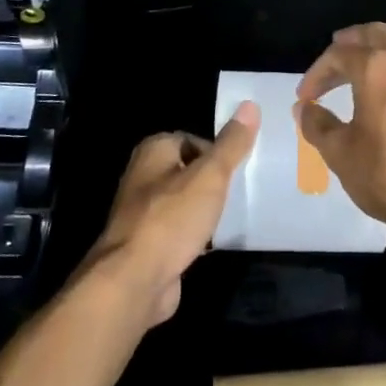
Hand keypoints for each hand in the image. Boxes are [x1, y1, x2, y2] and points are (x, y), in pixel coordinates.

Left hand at [89, 102, 259, 326]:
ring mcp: (143, 213)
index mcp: (153, 151)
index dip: (216, 152)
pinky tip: (214, 242)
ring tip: (233, 215)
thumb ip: (231, 143)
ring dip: (204, 209)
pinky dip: (196, 234)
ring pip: (184, 202)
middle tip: (240, 190)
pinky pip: (179, 230)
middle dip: (212, 181)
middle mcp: (143, 176)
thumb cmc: (172, 218)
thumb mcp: (210, 175)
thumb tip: (250, 105)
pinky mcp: (148, 245)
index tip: (239, 168)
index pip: (192, 139)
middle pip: (188, 170)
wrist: (134, 281)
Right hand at [296, 24, 385, 236]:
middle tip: (333, 58)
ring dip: (378, 47)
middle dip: (350, 41)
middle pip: (374, 34)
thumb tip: (304, 107)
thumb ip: (317, 124)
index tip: (305, 97)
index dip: (317, 72)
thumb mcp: (340, 153)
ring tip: (361, 64)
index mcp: (375, 69)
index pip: (339, 54)